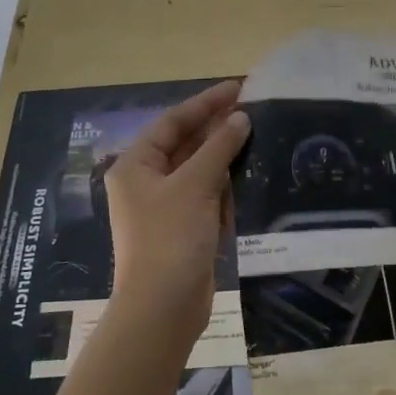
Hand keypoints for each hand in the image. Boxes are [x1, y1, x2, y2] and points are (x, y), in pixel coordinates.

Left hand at [103, 80, 249, 342]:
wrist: (163, 307)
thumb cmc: (171, 238)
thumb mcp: (195, 186)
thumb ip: (218, 148)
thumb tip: (239, 118)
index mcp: (136, 166)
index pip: (172, 122)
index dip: (205, 103)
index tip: (238, 87)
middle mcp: (146, 183)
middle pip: (184, 145)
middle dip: (217, 129)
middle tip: (254, 109)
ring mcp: (165, 208)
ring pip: (198, 171)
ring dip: (224, 158)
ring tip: (258, 137)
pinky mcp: (183, 230)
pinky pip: (206, 197)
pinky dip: (225, 187)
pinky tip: (250, 177)